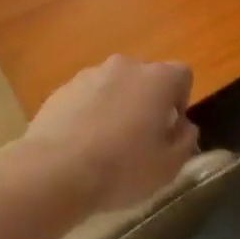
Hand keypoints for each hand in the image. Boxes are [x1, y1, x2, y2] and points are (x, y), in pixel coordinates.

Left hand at [24, 55, 197, 211]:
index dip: (180, 102)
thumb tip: (184, 127)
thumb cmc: (122, 168)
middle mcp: (125, 67)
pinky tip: (80, 147)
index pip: (182, 76)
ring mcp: (90, 75)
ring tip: (105, 146)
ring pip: (113, 87)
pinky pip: (85, 98)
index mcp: (158, 79)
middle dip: (146, 103)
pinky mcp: (61, 90)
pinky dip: (88, 115)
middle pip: (145, 79)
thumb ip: (185, 141)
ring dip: (116, 107)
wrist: (54, 171)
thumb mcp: (168, 166)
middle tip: (140, 140)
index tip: (169, 131)